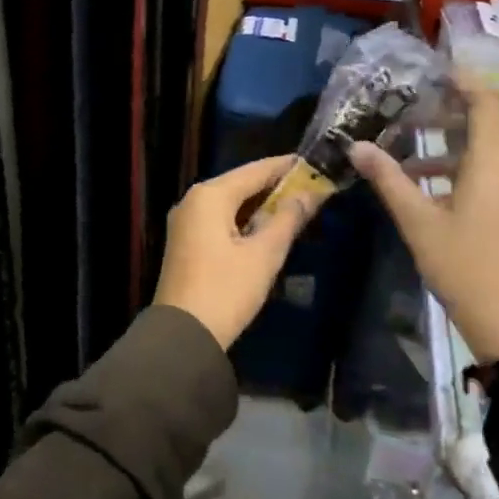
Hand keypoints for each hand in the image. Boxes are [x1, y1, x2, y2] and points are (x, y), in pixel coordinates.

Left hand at [153, 155, 313, 350]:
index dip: (286, 167)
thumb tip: (309, 193)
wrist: (183, 335)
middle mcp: (193, 200)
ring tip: (296, 206)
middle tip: (311, 186)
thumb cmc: (226, 290)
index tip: (315, 163)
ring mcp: (185, 222)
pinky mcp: (186, 243)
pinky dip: (244, 220)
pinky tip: (266, 228)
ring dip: (260, 205)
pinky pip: (220, 220)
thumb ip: (288, 219)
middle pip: (240, 184)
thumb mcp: (264, 254)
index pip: (255, 170)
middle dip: (275, 186)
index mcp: (209, 195)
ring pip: (230, 203)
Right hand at [350, 87, 498, 364]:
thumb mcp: (418, 222)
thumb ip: (388, 179)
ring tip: (411, 146)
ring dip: (454, 143)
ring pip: (491, 149)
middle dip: (452, 110)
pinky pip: (495, 171)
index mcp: (494, 162)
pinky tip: (430, 186)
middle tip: (412, 105)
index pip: (485, 103)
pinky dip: (465, 166)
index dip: (463, 82)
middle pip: (489, 123)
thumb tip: (356, 146)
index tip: (435, 71)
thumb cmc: (465, 267)